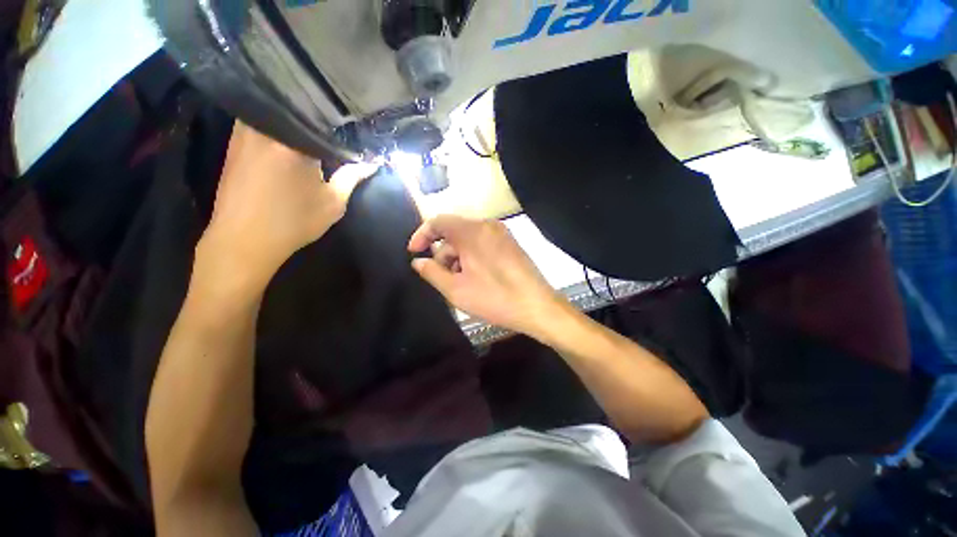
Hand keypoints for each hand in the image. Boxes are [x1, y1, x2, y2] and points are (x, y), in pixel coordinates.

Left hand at [196, 122, 377, 292]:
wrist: (244, 240)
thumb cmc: (293, 222)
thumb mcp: (332, 203)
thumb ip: (352, 178)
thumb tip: (372, 164)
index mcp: (291, 140)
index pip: (320, 119)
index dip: (338, 123)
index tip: (350, 128)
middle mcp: (264, 127)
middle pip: (295, 109)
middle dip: (315, 116)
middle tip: (333, 125)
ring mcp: (243, 132)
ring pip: (276, 114)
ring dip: (294, 121)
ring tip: (313, 129)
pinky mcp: (234, 142)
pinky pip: (261, 123)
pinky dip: (277, 127)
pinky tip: (289, 140)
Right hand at [408, 215, 566, 337]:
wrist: (537, 307)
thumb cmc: (494, 298)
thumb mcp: (456, 290)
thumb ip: (432, 272)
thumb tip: (418, 262)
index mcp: (472, 231)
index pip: (438, 221)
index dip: (422, 235)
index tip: (414, 253)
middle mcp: (488, 225)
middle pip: (454, 232)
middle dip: (443, 253)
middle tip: (442, 278)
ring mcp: (502, 233)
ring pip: (468, 239)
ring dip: (458, 258)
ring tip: (460, 283)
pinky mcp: (510, 243)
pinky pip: (483, 243)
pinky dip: (472, 257)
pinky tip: (475, 278)